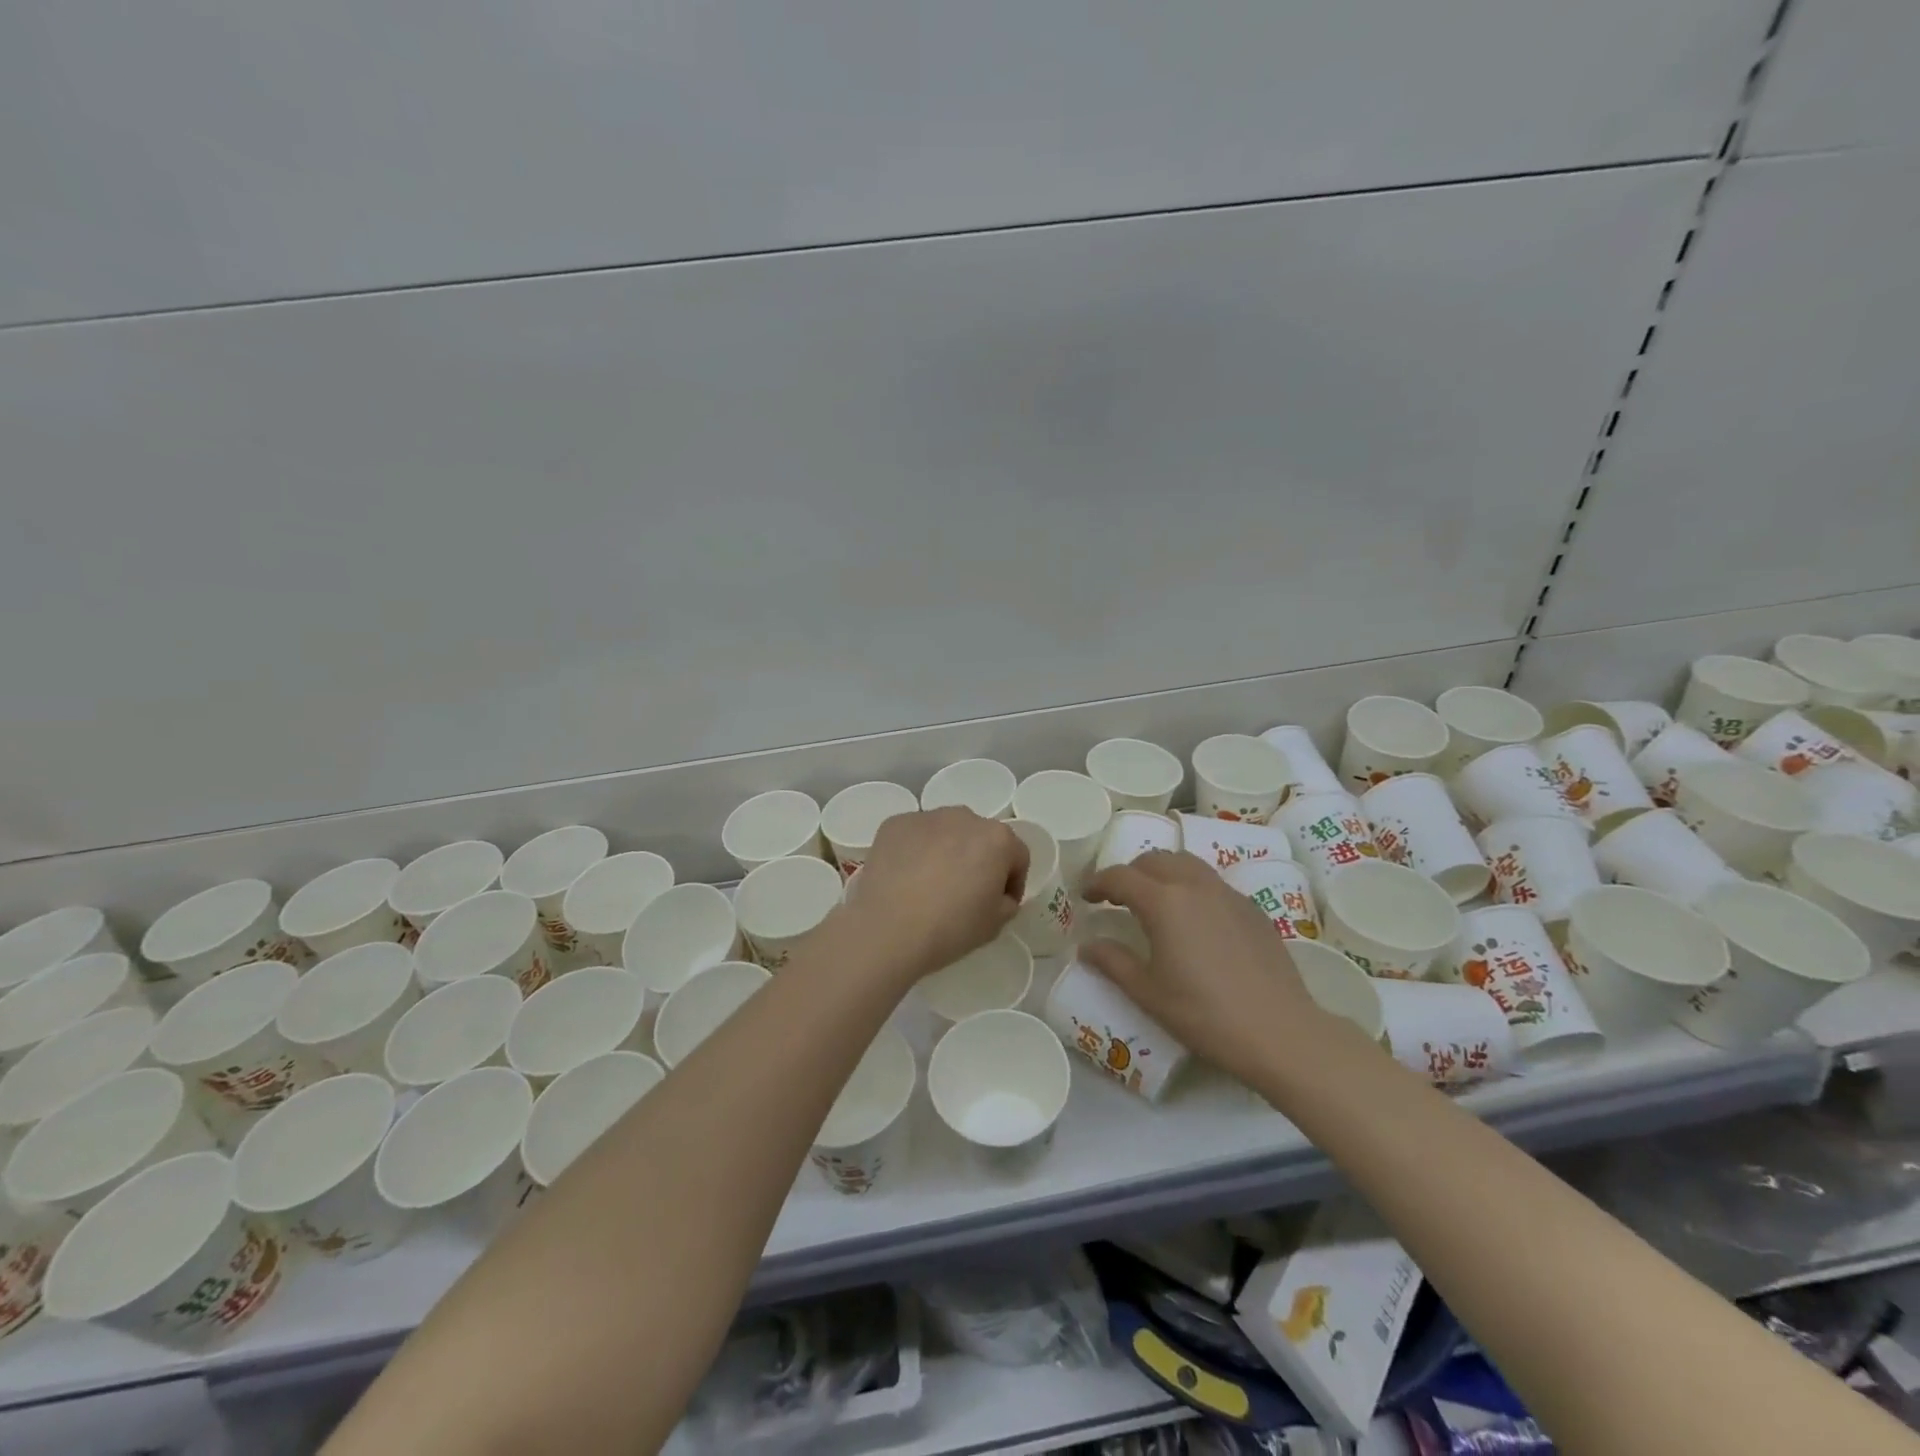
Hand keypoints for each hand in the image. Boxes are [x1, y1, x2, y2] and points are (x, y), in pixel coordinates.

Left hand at [842, 808, 1027, 980]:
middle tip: (965, 892)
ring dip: (946, 850)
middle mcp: (964, 817)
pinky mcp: (894, 823)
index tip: (1000, 903)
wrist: (888, 929)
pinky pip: (914, 835)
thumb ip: (1006, 902)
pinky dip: (915, 850)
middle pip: (980, 837)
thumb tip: (997, 894)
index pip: (1017, 856)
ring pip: (946, 831)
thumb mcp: (995, 925)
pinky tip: (905, 878)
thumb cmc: (950, 928)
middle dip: (978, 859)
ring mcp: (926, 817)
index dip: (1012, 882)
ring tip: (931, 883)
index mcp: (997, 839)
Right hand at [1081, 850, 1330, 1086]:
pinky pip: (1213, 883)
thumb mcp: (1148, 993)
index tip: (1086, 896)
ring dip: (1163, 873)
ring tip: (1155, 901)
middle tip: (1118, 898)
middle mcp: (1195, 885)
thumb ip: (1113, 963)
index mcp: (1164, 902)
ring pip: (1187, 864)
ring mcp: (1228, 894)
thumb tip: (1087, 946)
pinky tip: (1195, 921)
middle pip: (1155, 859)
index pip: (1121, 877)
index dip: (1098, 883)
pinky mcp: (1252, 909)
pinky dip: (1192, 888)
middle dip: (1131, 872)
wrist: (1279, 1033)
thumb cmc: (1204, 1014)